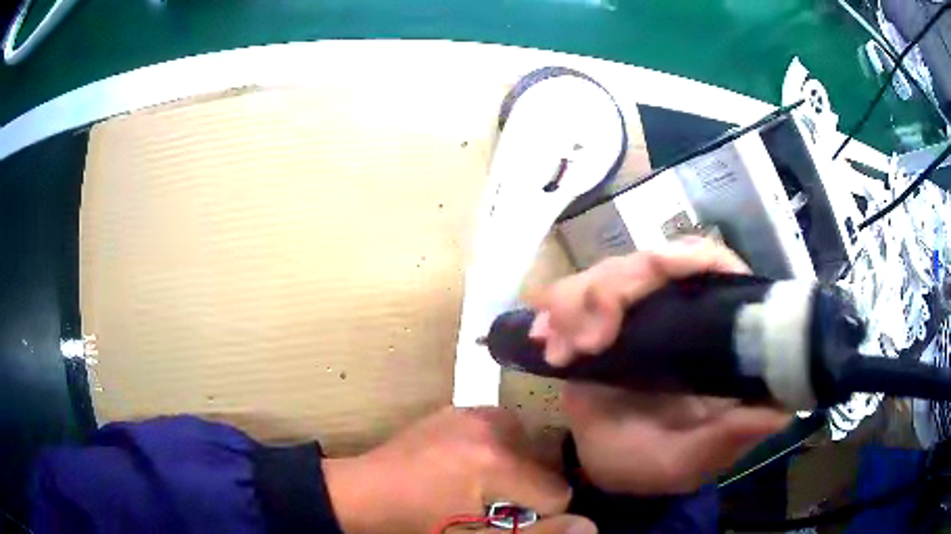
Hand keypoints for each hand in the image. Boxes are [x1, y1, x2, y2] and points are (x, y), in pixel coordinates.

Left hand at [323, 407, 596, 533]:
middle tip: (492, 506)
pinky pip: (502, 430)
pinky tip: (468, 467)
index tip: (511, 522)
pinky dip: (499, 450)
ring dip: (517, 469)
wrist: (362, 494)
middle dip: (529, 490)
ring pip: (526, 445)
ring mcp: (473, 412)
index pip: (557, 491)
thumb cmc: (418, 524)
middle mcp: (492, 426)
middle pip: (544, 464)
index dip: (540, 514)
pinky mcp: (458, 410)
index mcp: (497, 462)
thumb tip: (591, 525)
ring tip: (481, 487)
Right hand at [528, 238, 791, 494]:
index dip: (690, 258)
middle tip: (587, 341)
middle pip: (655, 261)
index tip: (656, 271)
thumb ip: (727, 440)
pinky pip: (578, 291)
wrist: (600, 465)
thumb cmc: (650, 465)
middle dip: (615, 289)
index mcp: (717, 339)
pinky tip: (545, 338)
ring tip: (561, 350)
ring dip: (579, 300)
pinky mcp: (604, 319)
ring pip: (612, 270)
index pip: (715, 268)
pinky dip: (558, 307)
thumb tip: (781, 407)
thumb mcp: (689, 461)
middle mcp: (683, 314)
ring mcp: (641, 313)